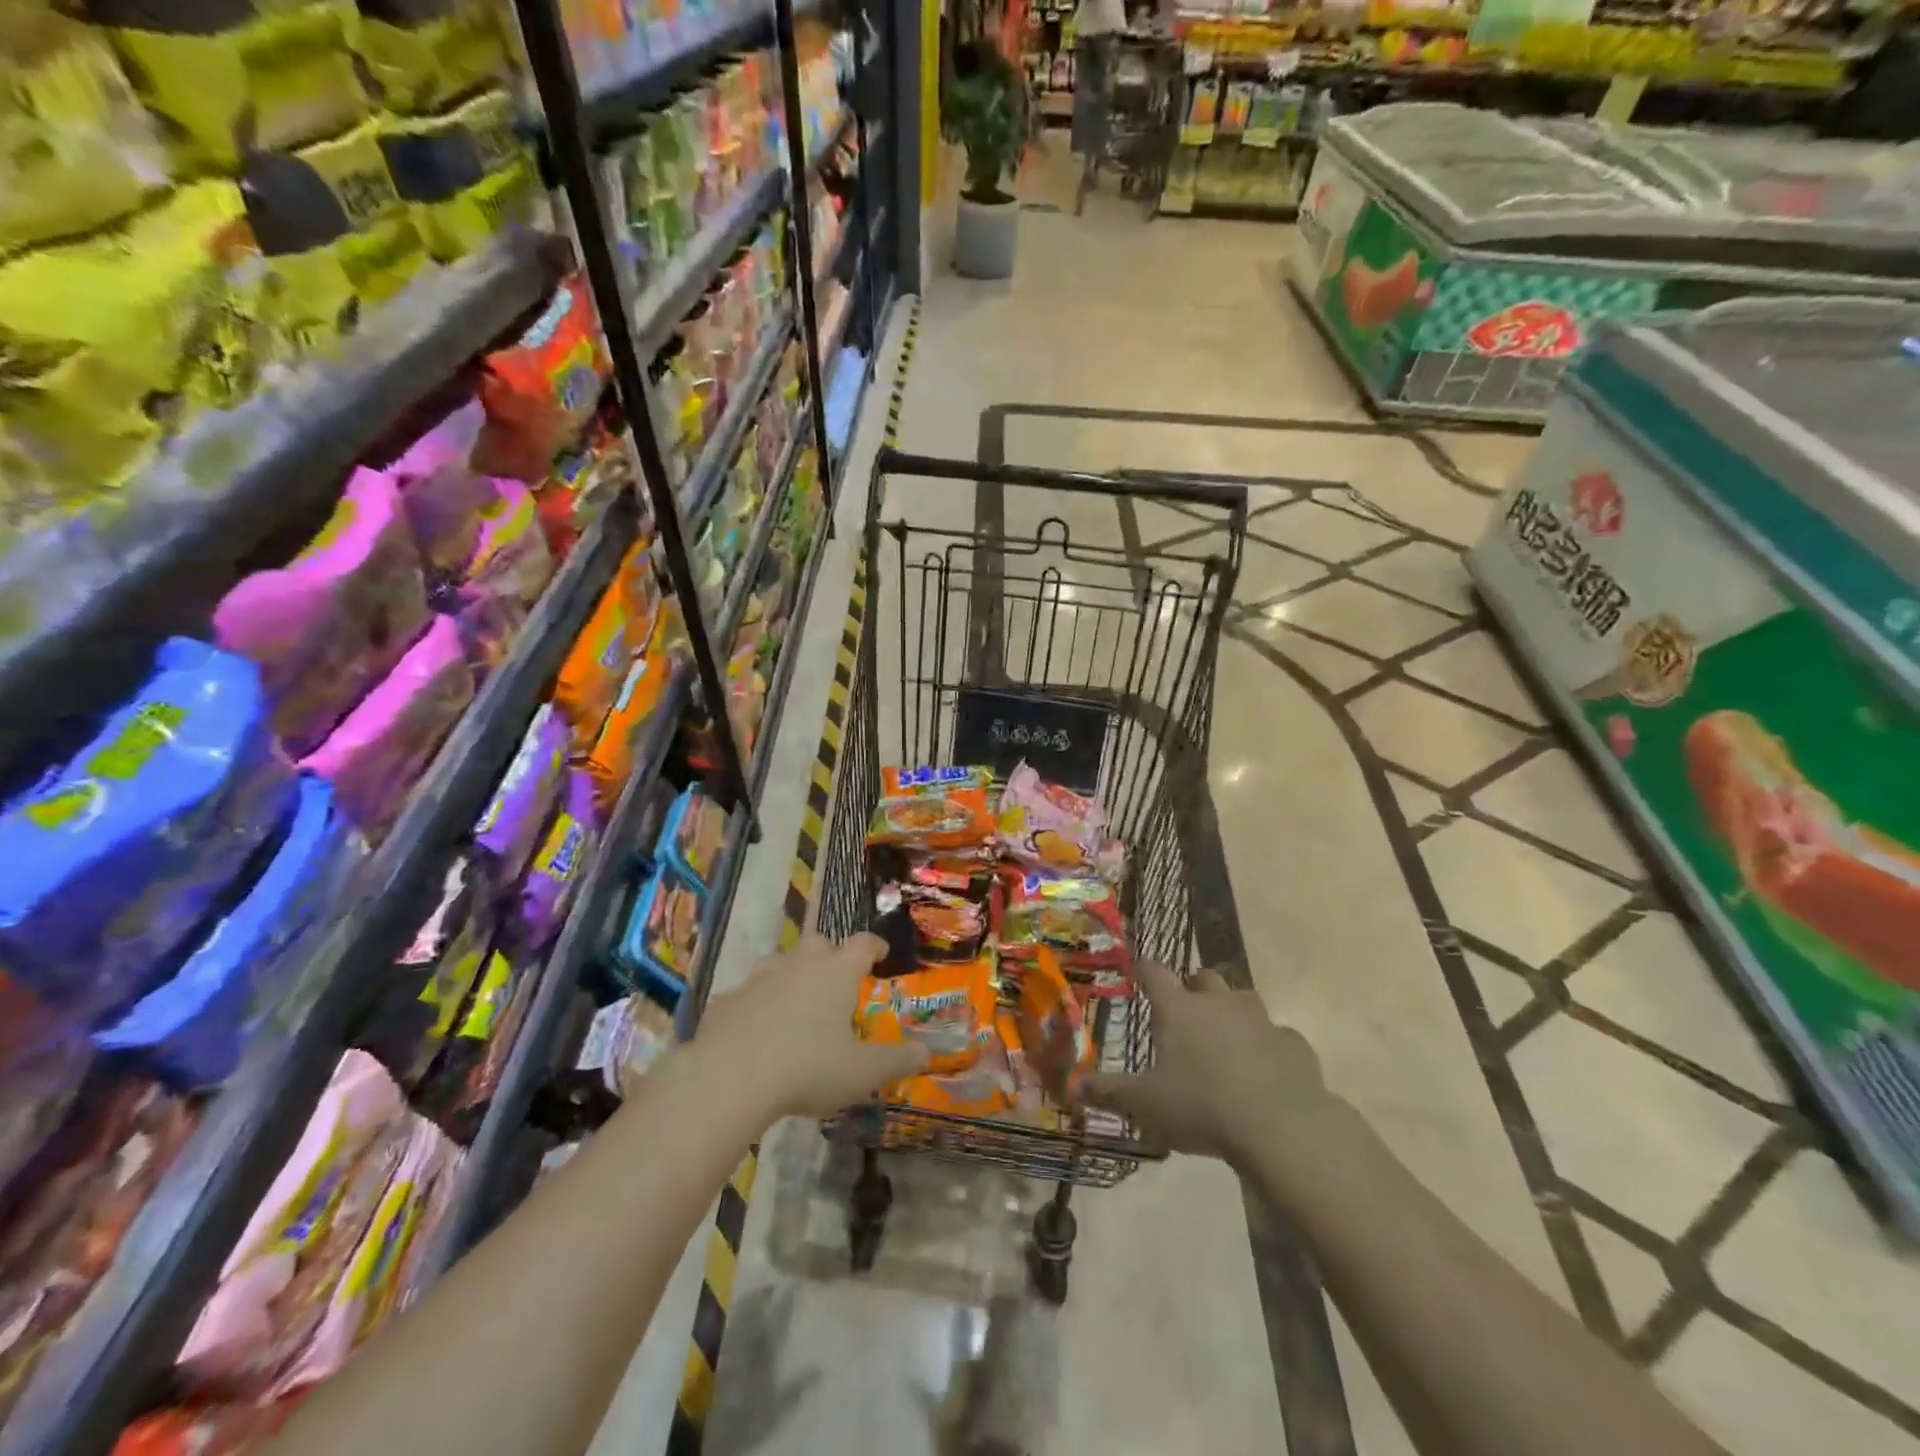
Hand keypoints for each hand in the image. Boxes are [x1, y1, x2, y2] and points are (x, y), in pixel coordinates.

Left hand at [697, 932, 929, 1121]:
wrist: (729, 1078)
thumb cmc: (808, 1067)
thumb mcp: (862, 1072)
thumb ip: (897, 1060)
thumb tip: (927, 1052)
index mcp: (837, 971)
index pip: (863, 943)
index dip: (875, 946)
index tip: (881, 954)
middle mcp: (800, 963)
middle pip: (821, 944)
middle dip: (832, 957)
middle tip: (839, 982)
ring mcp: (760, 977)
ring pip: (782, 963)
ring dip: (793, 976)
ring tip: (799, 1004)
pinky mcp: (728, 999)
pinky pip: (749, 994)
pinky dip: (758, 1005)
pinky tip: (758, 1031)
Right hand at [1082, 961, 1328, 1165]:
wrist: (1281, 1127)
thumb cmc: (1201, 1107)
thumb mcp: (1145, 1104)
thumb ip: (1109, 1092)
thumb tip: (1073, 1086)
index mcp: (1178, 1009)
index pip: (1154, 972)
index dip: (1144, 968)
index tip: (1138, 970)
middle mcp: (1218, 1002)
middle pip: (1203, 977)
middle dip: (1193, 988)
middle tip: (1184, 1011)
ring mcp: (1260, 1019)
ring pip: (1243, 999)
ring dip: (1231, 1012)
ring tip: (1224, 1039)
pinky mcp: (1293, 1044)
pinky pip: (1276, 1036)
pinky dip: (1267, 1046)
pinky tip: (1264, 1071)